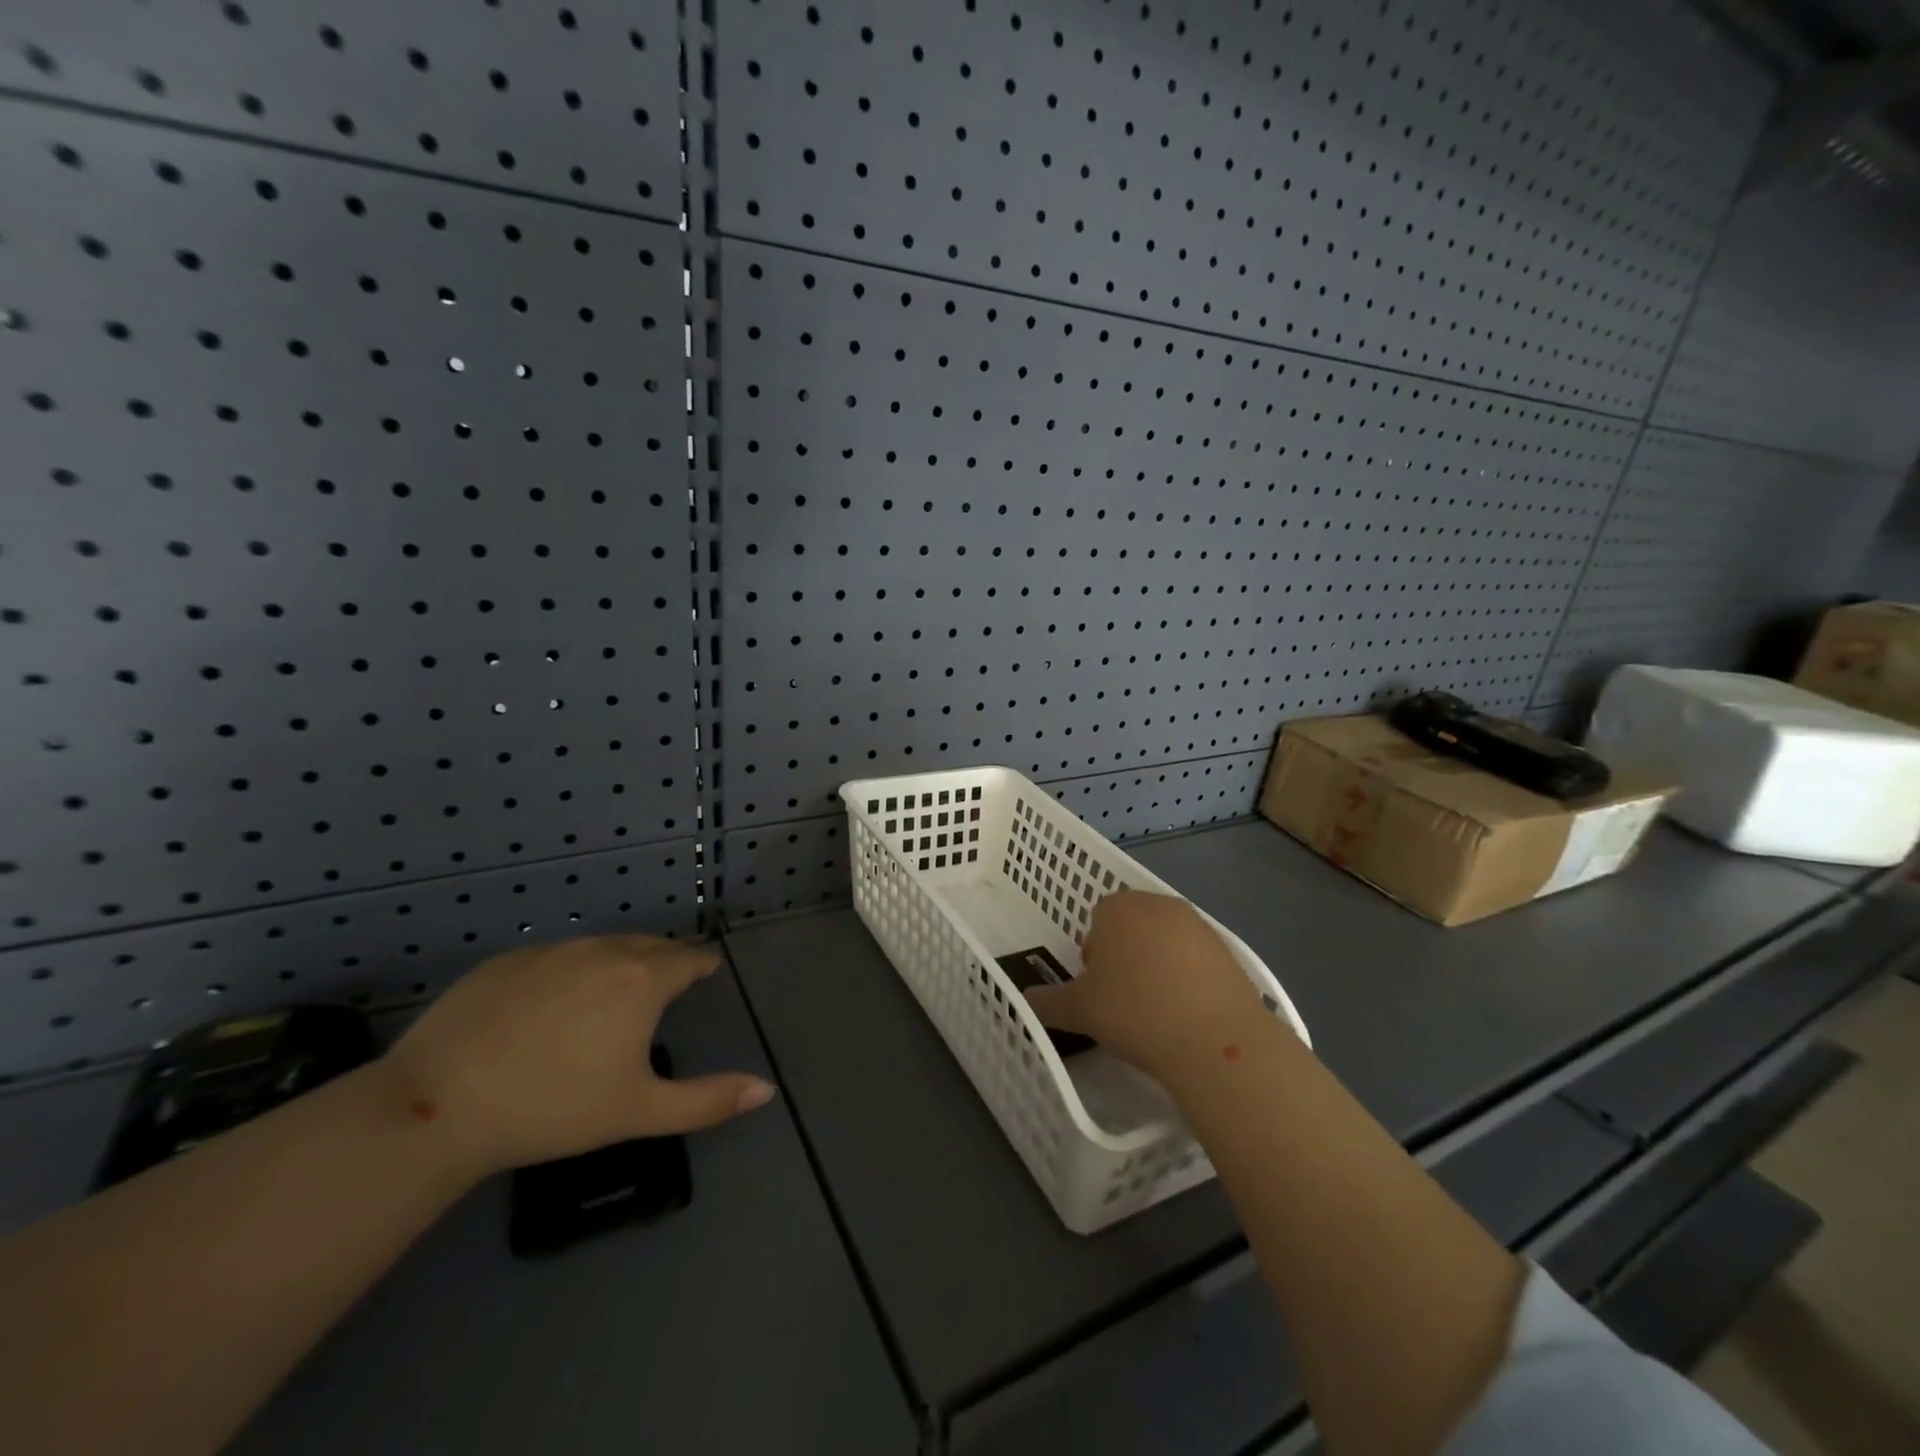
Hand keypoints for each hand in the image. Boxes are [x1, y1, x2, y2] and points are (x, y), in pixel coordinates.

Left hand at [384, 935, 775, 1178]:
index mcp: (641, 979)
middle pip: (648, 944)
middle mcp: (602, 950)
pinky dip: (568, 970)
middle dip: (664, 959)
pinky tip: (551, 1004)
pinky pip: (554, 956)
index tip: (705, 974)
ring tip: (613, 991)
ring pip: (600, 945)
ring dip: (618, 961)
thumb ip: (708, 1100)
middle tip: (665, 985)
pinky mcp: (505, 961)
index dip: (701, 966)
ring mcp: (550, 951)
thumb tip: (766, 1090)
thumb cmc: (553, 1107)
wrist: (437, 1104)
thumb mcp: (639, 1111)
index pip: (688, 958)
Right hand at [1023, 891, 1271, 1077]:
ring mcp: (1198, 925)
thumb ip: (1048, 1002)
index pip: (1097, 918)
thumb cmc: (1134, 1012)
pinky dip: (1188, 979)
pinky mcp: (1229, 951)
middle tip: (1121, 998)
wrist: (1214, 1038)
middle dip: (1124, 955)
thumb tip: (1027, 1001)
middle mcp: (1158, 905)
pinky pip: (1196, 960)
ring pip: (1165, 941)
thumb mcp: (1079, 1011)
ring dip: (1157, 965)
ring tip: (1155, 1010)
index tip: (1096, 987)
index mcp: (1118, 908)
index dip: (1093, 953)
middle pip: (1132, 925)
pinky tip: (1186, 1014)